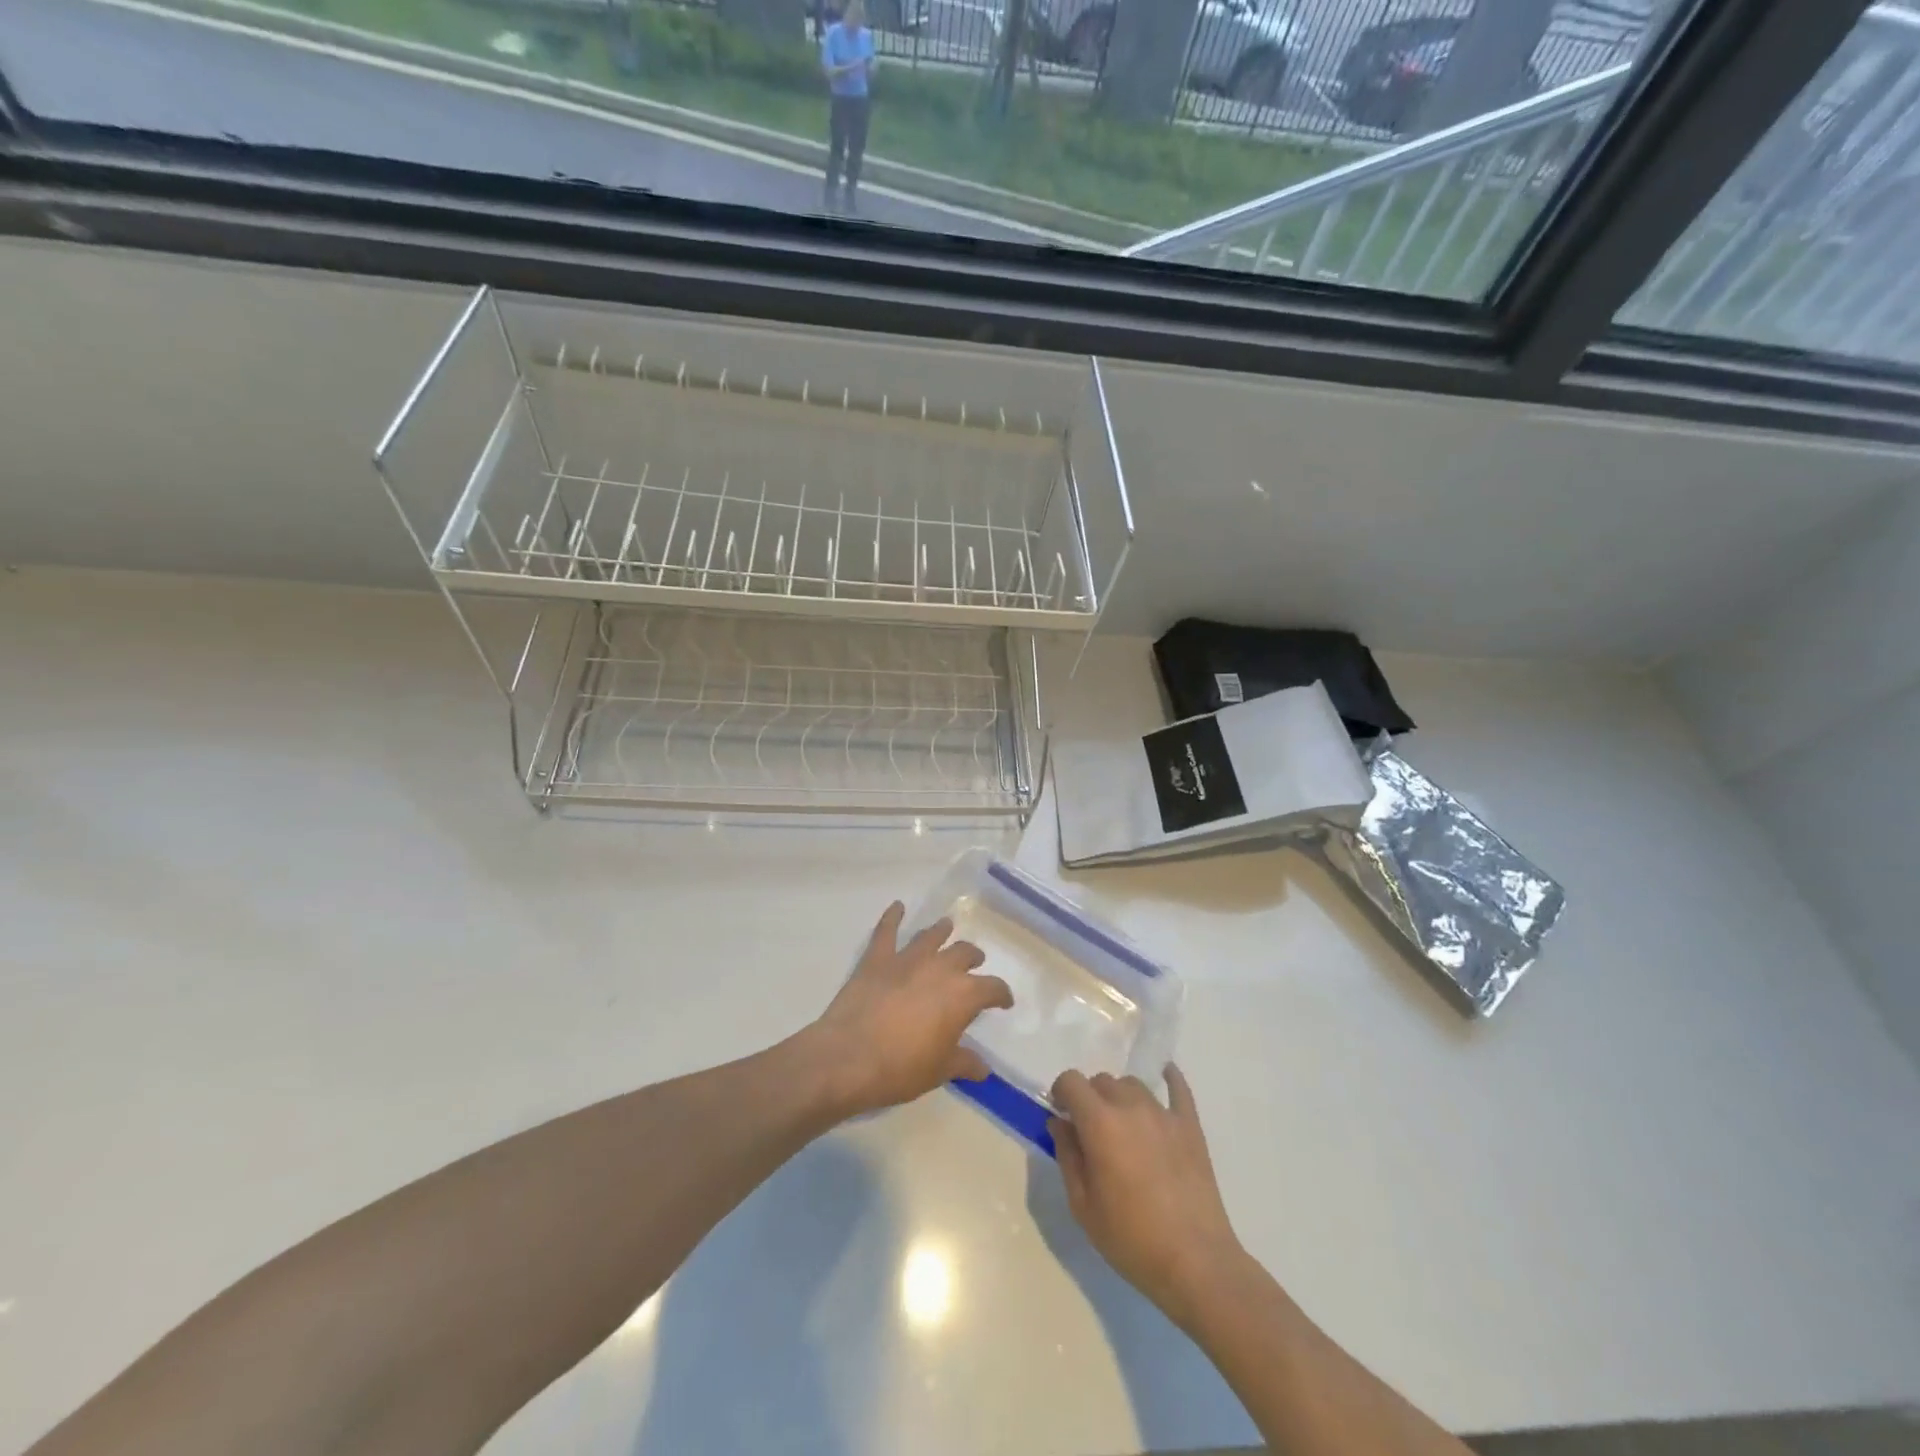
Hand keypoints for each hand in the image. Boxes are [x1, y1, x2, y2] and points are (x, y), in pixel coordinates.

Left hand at [809, 902, 1012, 1116]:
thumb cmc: (901, 1068)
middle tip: (974, 963)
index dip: (1001, 994)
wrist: (849, 1058)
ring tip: (946, 927)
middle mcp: (940, 968)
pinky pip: (887, 931)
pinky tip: (897, 907)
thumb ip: (964, 1063)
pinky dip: (892, 916)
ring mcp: (907, 959)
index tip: (1003, 1001)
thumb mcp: (939, 1071)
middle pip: (964, 953)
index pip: (992, 988)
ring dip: (941, 931)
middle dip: (972, 958)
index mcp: (963, 995)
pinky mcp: (877, 958)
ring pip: (931, 936)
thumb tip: (983, 1067)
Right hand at [1049, 1065, 1246, 1328]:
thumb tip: (1060, 1123)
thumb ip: (1067, 1156)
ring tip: (1122, 1125)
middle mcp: (1130, 1107)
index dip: (1061, 1092)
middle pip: (1102, 1081)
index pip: (1071, 1081)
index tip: (1061, 1113)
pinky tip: (1165, 1074)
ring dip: (1120, 1096)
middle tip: (1090, 1129)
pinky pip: (1178, 1089)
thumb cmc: (1131, 1239)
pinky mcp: (1190, 1126)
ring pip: (1133, 1084)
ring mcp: (1164, 1113)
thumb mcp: (1083, 1206)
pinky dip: (1169, 1078)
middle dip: (1089, 1098)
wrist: (1196, 1263)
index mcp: (1100, 1123)